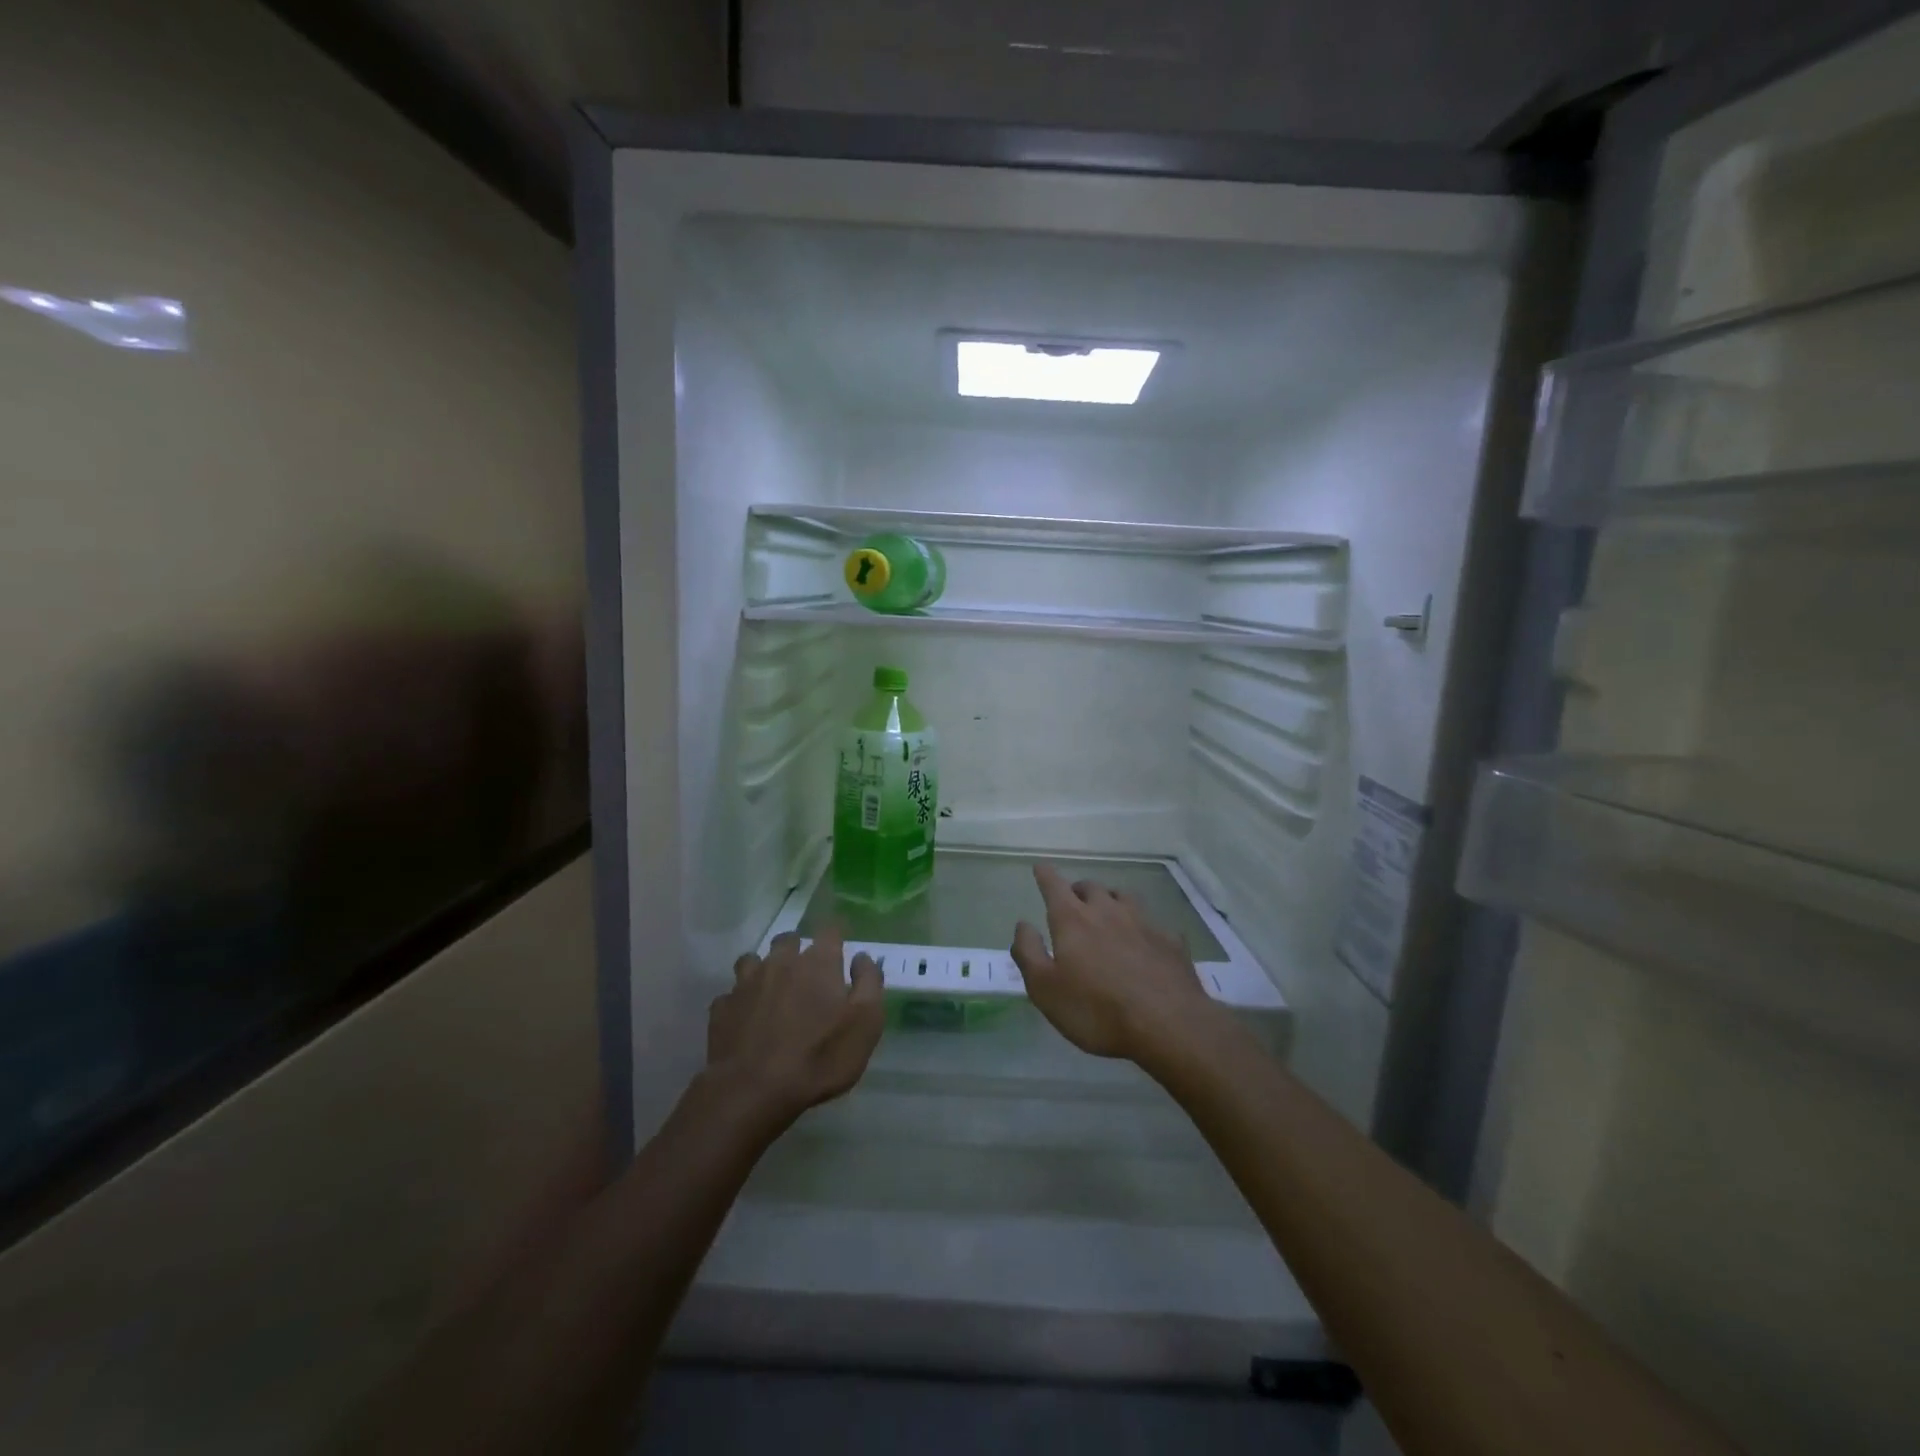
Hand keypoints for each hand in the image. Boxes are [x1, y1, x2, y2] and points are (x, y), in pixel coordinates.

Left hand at [707, 928, 884, 1127]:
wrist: (753, 1090)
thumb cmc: (820, 1057)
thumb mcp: (865, 1024)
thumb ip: (868, 983)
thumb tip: (862, 957)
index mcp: (818, 963)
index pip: (830, 929)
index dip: (836, 933)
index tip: (841, 944)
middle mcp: (781, 962)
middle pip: (788, 940)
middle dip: (798, 948)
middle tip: (807, 972)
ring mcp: (747, 983)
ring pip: (754, 960)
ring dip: (765, 969)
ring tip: (772, 990)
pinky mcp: (722, 1008)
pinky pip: (731, 994)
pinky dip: (740, 1001)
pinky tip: (746, 1018)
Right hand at [1011, 864, 1218, 1062]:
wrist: (1167, 1024)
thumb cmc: (1096, 1010)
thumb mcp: (1045, 989)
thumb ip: (1029, 952)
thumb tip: (1023, 924)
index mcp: (1073, 920)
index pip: (1055, 886)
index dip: (1045, 875)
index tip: (1040, 867)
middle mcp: (1107, 911)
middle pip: (1090, 887)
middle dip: (1078, 890)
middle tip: (1072, 902)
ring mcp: (1143, 922)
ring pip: (1123, 897)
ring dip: (1110, 900)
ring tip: (1107, 911)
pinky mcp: (1170, 940)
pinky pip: (1152, 923)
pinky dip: (1142, 927)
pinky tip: (1144, 941)